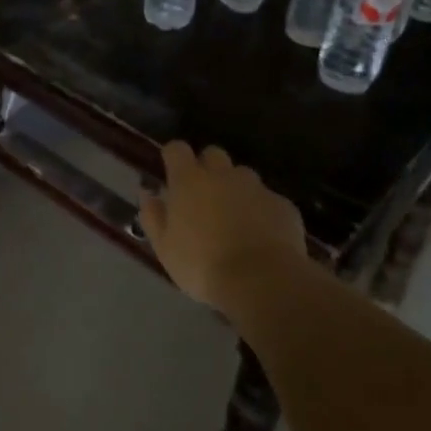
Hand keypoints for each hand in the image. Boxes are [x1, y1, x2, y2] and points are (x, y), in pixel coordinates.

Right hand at [139, 141, 308, 312]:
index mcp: (189, 181)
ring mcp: (256, 188)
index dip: (173, 157)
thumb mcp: (165, 248)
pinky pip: (269, 200)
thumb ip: (153, 216)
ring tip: (236, 219)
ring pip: (243, 176)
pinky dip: (263, 212)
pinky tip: (263, 237)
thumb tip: (148, 193)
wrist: (263, 281)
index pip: (177, 149)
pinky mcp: (283, 205)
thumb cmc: (202, 265)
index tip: (171, 172)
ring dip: (236, 189)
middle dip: (208, 168)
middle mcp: (223, 175)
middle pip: (213, 154)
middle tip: (204, 197)